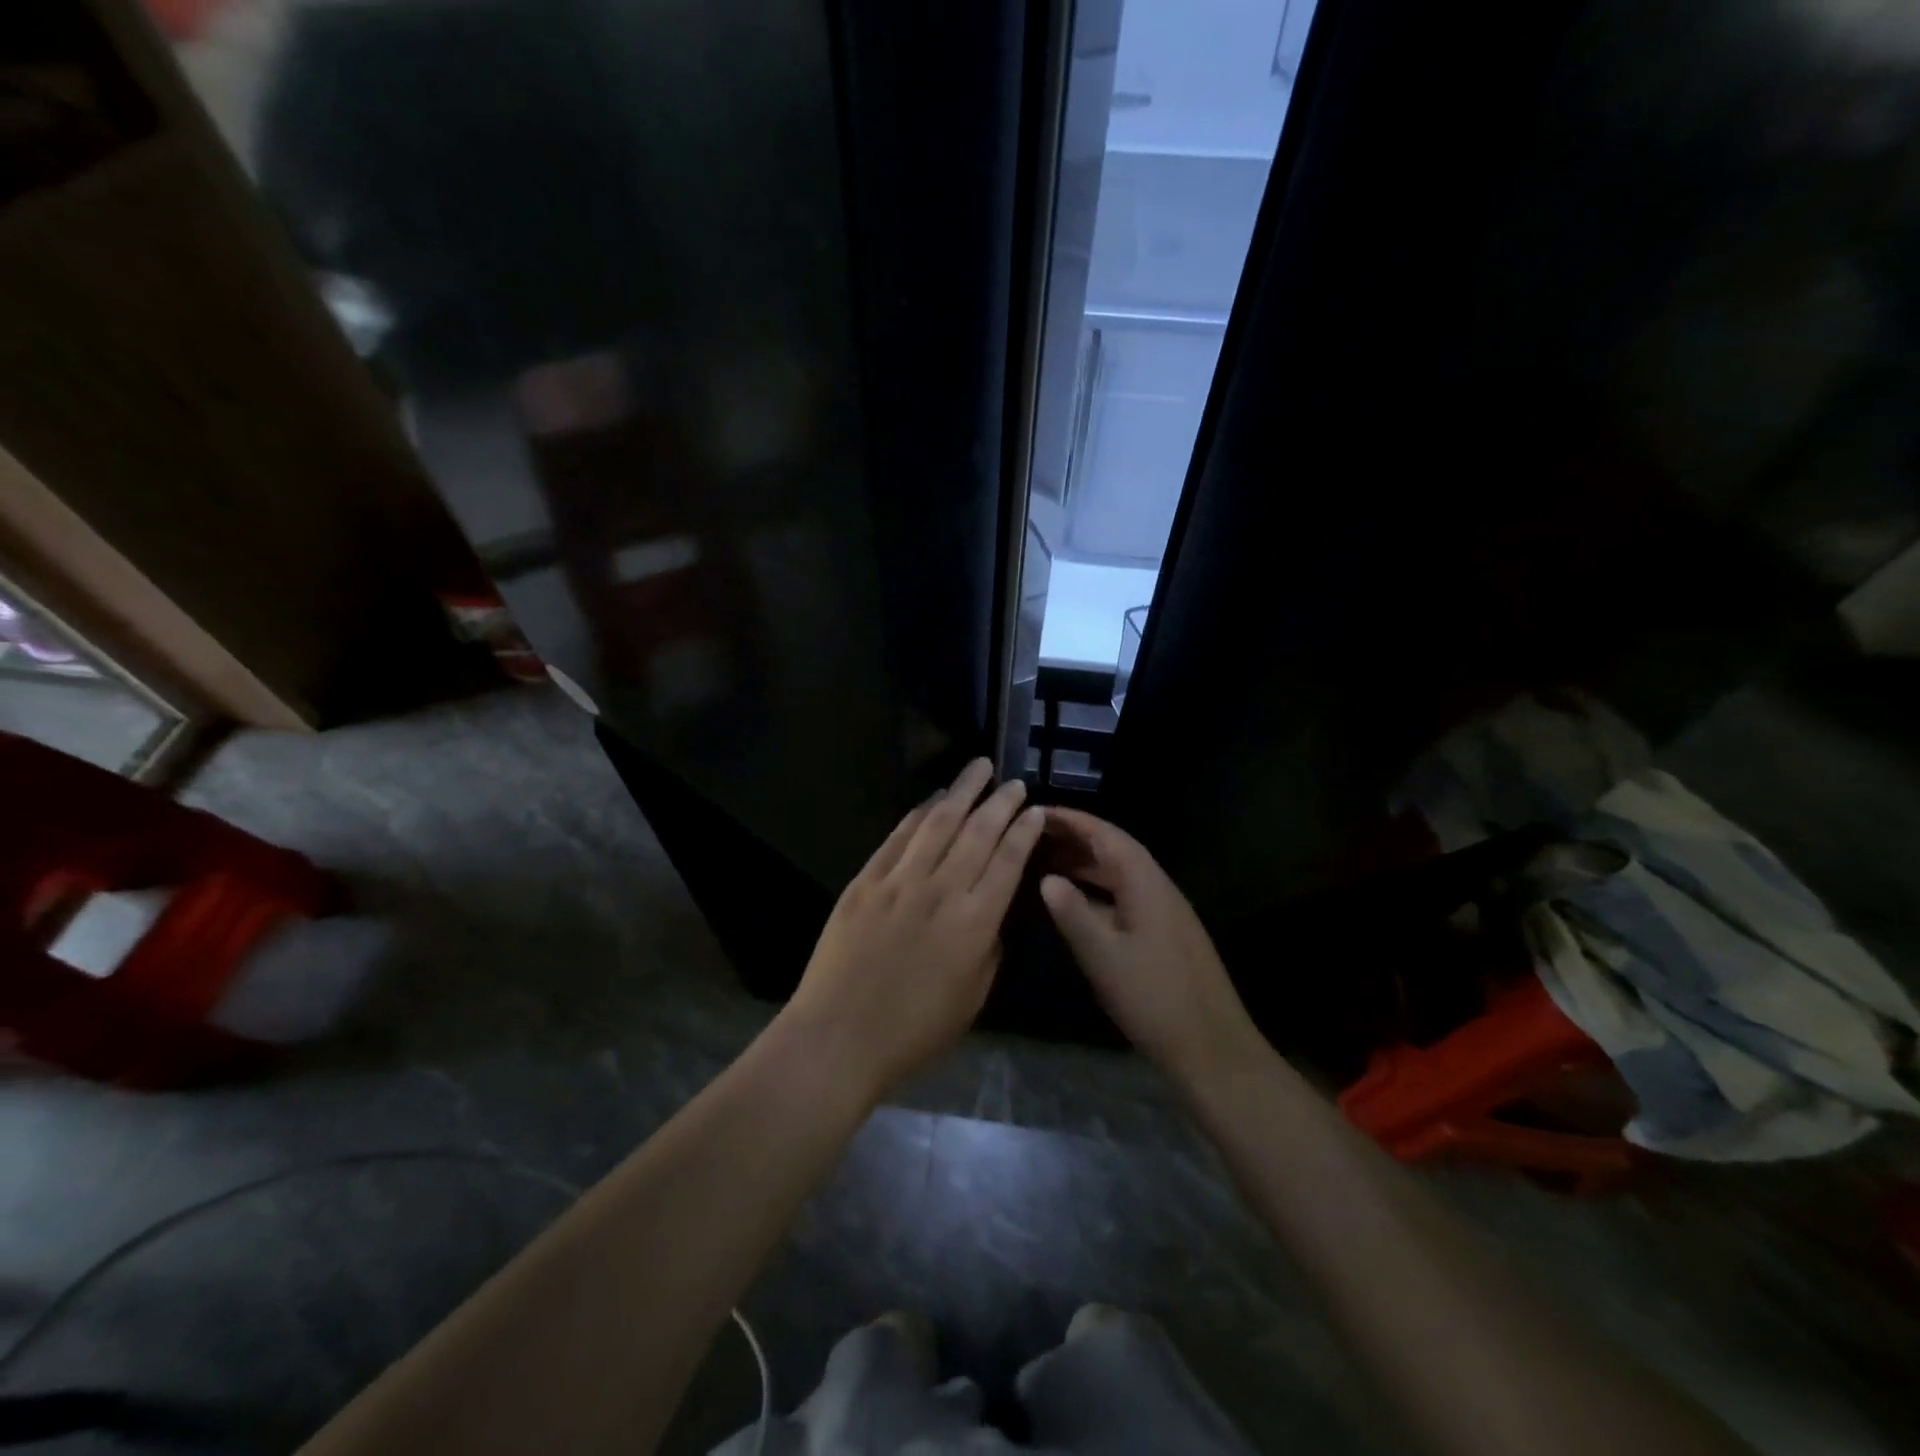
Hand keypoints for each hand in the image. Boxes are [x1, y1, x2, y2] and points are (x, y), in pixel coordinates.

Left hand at [783, 759, 1045, 1102]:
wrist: (840, 1035)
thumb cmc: (914, 1029)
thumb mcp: (973, 996)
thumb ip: (988, 947)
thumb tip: (990, 912)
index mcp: (974, 923)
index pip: (1007, 862)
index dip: (1023, 832)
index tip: (1035, 810)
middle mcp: (941, 891)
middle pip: (977, 833)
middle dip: (1000, 803)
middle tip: (1014, 782)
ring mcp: (899, 881)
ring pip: (938, 823)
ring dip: (962, 792)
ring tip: (978, 768)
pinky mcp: (865, 881)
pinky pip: (898, 837)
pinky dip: (919, 814)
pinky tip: (933, 799)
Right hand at [1040, 808, 1260, 1087]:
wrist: (1212, 1047)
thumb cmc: (1153, 997)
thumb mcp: (1103, 955)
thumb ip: (1073, 913)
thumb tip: (1046, 878)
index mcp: (1145, 883)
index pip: (1106, 835)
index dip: (1073, 820)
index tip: (1039, 812)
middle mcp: (1159, 887)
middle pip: (1115, 850)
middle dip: (1076, 839)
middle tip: (1035, 835)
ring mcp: (1165, 911)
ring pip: (1121, 874)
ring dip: (1087, 864)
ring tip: (1047, 863)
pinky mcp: (1166, 933)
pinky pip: (1126, 894)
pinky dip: (1098, 889)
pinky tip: (1078, 903)